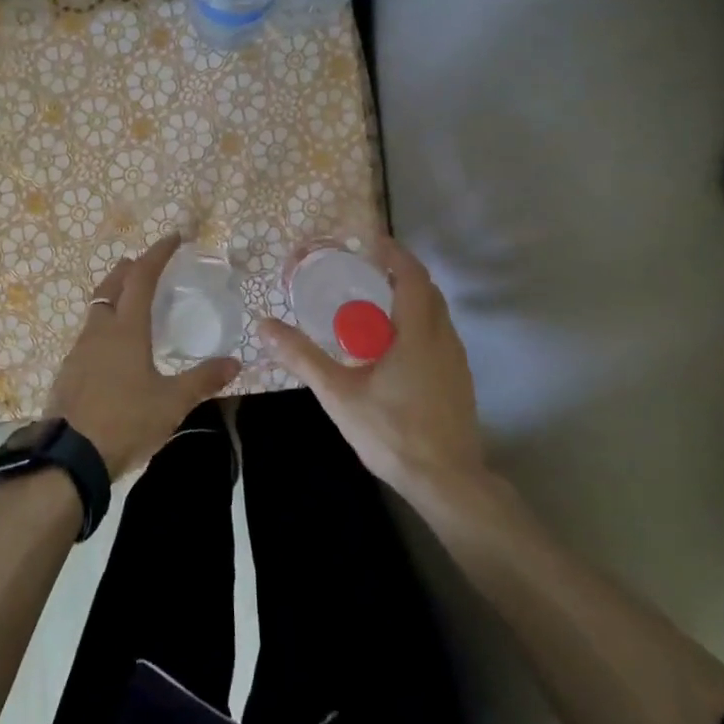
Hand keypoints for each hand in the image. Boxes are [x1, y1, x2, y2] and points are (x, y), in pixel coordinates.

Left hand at [46, 234, 241, 477]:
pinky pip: (88, 333)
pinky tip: (114, 347)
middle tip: (148, 264)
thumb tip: (235, 363)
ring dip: (114, 295)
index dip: (158, 253)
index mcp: (126, 329)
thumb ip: (203, 380)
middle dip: (130, 268)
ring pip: (96, 308)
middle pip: (112, 284)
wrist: (70, 456)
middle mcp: (99, 329)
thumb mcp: (172, 403)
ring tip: (132, 302)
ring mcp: (79, 349)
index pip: (141, 276)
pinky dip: (104, 324)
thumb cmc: (125, 421)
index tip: (174, 237)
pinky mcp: (68, 370)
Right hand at [258, 236, 490, 506]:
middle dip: (399, 273)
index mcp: (418, 333)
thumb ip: (302, 357)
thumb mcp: (339, 394)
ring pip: (436, 314)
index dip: (393, 253)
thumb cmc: (392, 432)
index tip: (370, 240)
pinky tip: (393, 345)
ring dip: (410, 298)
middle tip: (366, 268)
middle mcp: (443, 339)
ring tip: (375, 302)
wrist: (447, 482)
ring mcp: (456, 362)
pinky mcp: (459, 381)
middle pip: (427, 291)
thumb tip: (264, 325)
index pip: (411, 276)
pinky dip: (417, 322)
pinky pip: (439, 335)